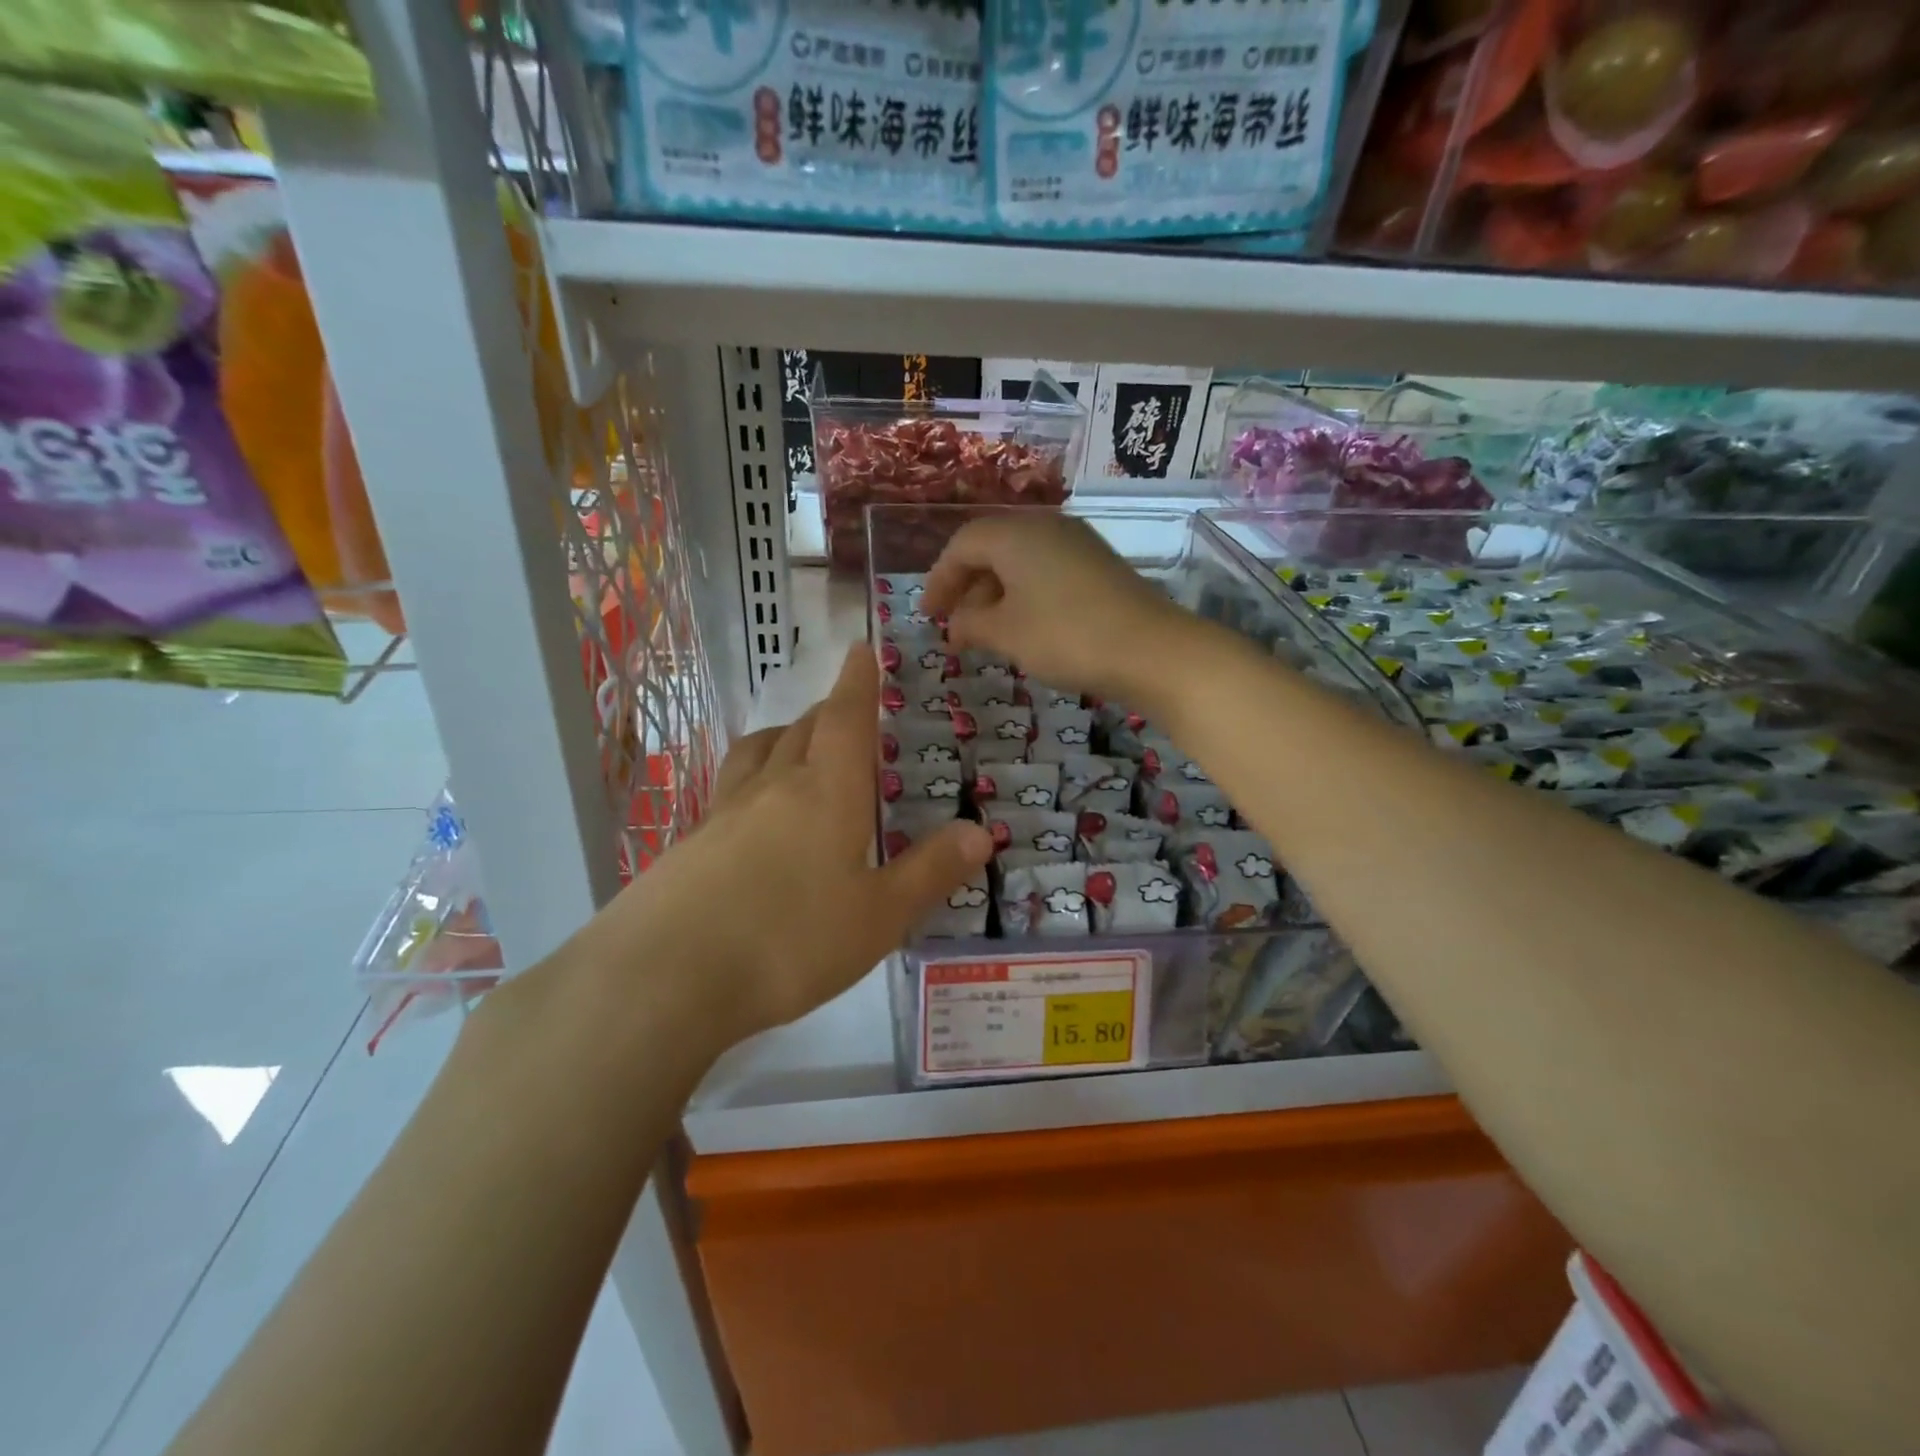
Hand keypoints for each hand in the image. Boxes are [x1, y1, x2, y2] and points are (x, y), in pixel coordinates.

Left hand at [595, 645, 992, 1054]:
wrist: (666, 977)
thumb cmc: (791, 941)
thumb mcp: (879, 916)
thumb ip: (930, 872)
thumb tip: (981, 832)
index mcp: (827, 791)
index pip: (846, 718)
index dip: (858, 682)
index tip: (861, 649)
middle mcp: (774, 786)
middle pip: (802, 729)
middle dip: (828, 712)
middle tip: (847, 712)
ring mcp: (724, 812)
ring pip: (757, 752)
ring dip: (783, 737)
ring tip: (796, 745)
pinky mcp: (690, 844)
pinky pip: (729, 790)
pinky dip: (752, 781)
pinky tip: (753, 817)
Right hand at [922, 513, 1201, 707]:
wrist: (1151, 650)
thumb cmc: (1065, 636)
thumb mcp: (1006, 634)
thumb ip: (971, 625)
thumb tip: (957, 625)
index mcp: (1016, 534)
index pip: (963, 545)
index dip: (939, 580)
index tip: (929, 617)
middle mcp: (1046, 527)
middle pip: (992, 548)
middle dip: (967, 587)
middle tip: (954, 625)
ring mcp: (1077, 544)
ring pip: (1021, 561)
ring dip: (995, 594)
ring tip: (985, 633)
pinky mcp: (1098, 566)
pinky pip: (1046, 572)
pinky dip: (1025, 596)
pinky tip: (1024, 628)